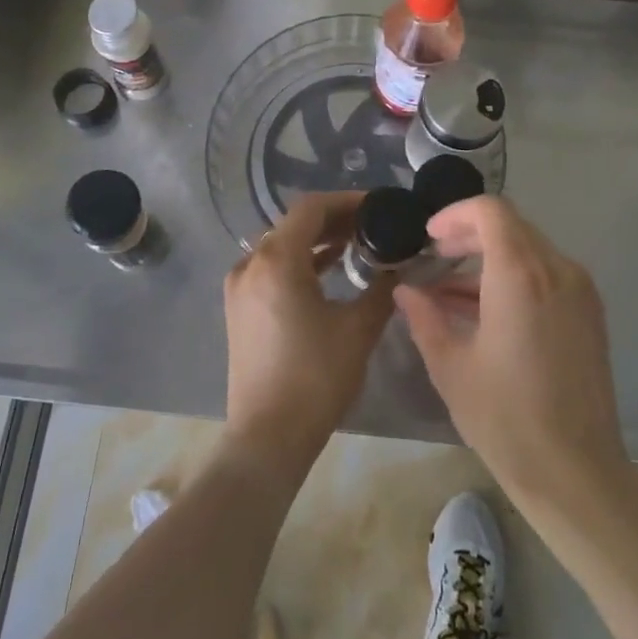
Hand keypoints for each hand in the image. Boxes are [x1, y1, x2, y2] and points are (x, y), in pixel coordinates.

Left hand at [223, 193, 393, 475]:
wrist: (267, 437)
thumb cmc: (315, 377)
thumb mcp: (358, 329)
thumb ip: (381, 289)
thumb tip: (398, 267)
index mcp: (276, 260)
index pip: (311, 208)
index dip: (347, 201)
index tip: (378, 205)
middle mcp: (251, 263)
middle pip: (294, 224)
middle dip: (334, 219)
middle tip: (372, 224)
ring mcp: (240, 287)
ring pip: (281, 245)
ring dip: (316, 240)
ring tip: (355, 243)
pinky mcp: (239, 308)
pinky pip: (270, 268)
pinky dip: (299, 261)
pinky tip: (327, 269)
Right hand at [395, 196, 626, 508]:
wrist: (576, 472)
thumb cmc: (505, 418)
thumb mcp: (450, 366)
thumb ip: (424, 317)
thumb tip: (405, 290)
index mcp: (521, 274)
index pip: (491, 211)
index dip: (455, 214)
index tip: (429, 238)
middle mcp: (557, 270)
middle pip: (511, 226)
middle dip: (469, 235)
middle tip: (435, 257)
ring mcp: (580, 291)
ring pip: (530, 250)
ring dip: (491, 258)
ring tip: (451, 292)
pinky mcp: (590, 313)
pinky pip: (548, 275)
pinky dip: (515, 278)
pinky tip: (486, 311)